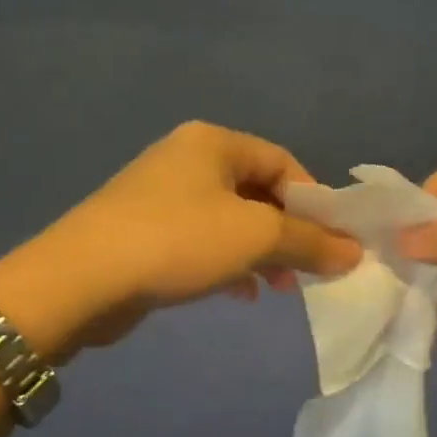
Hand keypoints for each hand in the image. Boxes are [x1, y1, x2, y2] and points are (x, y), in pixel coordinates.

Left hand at [0, 122, 360, 357]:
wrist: (81, 279)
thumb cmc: (177, 241)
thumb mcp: (255, 237)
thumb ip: (309, 242)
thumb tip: (354, 252)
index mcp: (213, 142)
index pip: (283, 162)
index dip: (314, 202)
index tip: (332, 243)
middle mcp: (186, 159)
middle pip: (256, 192)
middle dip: (287, 233)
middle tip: (306, 271)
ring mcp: (160, 195)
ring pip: (229, 220)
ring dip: (259, 252)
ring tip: (276, 287)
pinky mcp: (144, 231)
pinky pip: (201, 240)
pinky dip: (226, 262)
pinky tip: (237, 293)